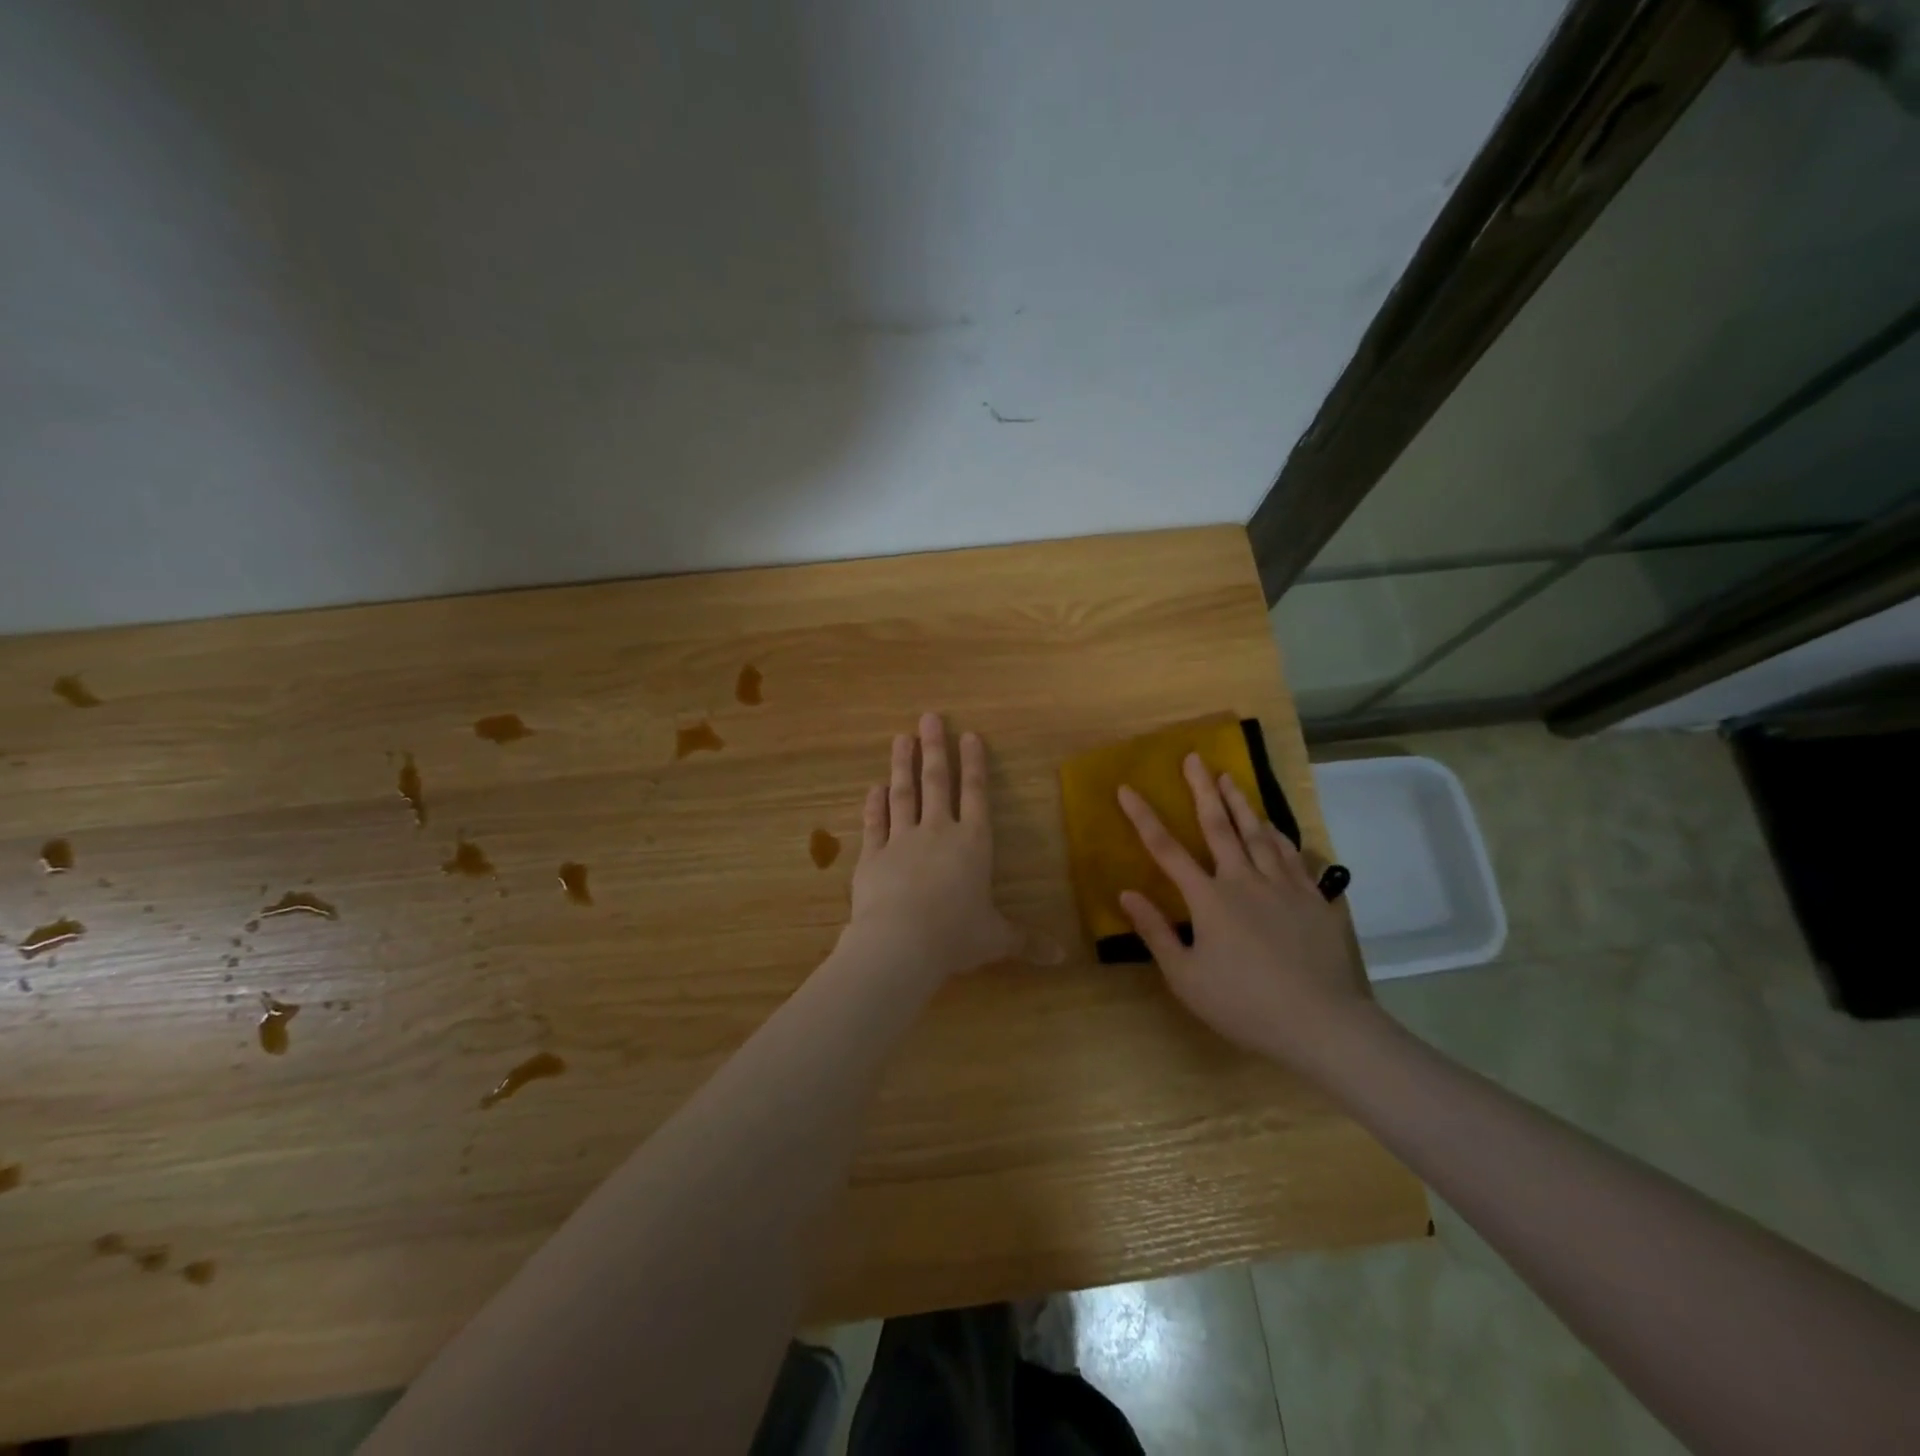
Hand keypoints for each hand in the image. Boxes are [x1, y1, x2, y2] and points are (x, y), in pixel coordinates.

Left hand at [843, 713, 1023, 983]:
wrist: (900, 943)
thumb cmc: (956, 936)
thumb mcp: (997, 939)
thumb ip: (1027, 942)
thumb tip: (1063, 959)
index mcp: (973, 844)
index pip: (975, 795)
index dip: (973, 764)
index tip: (968, 735)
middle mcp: (938, 833)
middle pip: (936, 783)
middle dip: (934, 749)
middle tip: (928, 717)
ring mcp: (901, 841)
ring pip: (903, 794)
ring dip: (902, 765)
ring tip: (901, 738)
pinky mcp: (872, 856)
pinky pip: (874, 824)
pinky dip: (874, 805)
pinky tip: (873, 788)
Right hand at [1117, 755, 1372, 1070]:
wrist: (1321, 1023)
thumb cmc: (1244, 1004)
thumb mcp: (1186, 977)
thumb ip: (1156, 932)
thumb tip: (1127, 892)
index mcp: (1209, 899)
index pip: (1167, 849)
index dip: (1144, 817)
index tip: (1127, 788)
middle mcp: (1244, 880)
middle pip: (1219, 826)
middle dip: (1202, 789)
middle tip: (1194, 757)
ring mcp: (1282, 885)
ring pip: (1258, 832)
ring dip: (1240, 802)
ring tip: (1229, 777)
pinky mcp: (1312, 898)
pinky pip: (1292, 855)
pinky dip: (1278, 834)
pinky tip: (1273, 825)